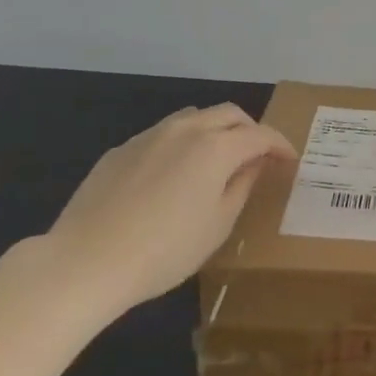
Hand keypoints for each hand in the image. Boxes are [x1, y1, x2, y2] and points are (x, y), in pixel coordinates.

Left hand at [39, 104, 294, 324]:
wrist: (85, 261)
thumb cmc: (164, 250)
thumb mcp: (218, 225)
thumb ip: (242, 186)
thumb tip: (254, 164)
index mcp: (217, 147)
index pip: (260, 135)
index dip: (280, 145)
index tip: (290, 160)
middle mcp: (186, 129)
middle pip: (228, 114)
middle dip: (250, 129)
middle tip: (258, 155)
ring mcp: (149, 136)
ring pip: (193, 118)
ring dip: (214, 131)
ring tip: (216, 161)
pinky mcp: (120, 150)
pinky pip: (161, 136)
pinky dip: (180, 145)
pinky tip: (171, 177)